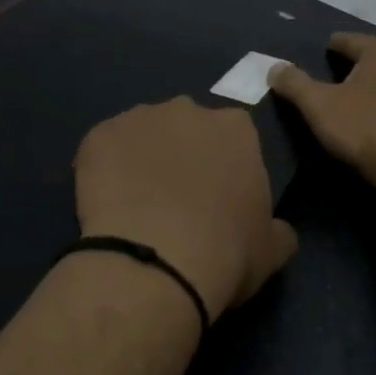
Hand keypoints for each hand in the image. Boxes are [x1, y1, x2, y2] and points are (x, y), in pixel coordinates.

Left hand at [73, 97, 298, 320]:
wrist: (155, 265)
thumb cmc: (226, 253)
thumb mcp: (272, 248)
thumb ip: (277, 227)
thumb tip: (275, 229)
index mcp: (236, 128)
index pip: (233, 137)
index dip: (224, 166)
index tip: (218, 197)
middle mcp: (188, 110)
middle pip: (186, 128)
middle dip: (182, 155)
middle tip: (176, 200)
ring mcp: (139, 118)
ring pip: (142, 134)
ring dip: (142, 158)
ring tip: (136, 205)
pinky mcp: (99, 136)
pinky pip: (103, 148)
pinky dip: (103, 169)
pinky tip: (106, 204)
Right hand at [269, 34, 375, 183]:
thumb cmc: (363, 127)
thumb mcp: (318, 105)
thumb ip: (294, 83)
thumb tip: (275, 68)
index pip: (348, 40)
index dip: (330, 48)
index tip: (320, 56)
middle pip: (373, 59)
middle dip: (355, 68)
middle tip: (334, 82)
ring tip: (358, 104)